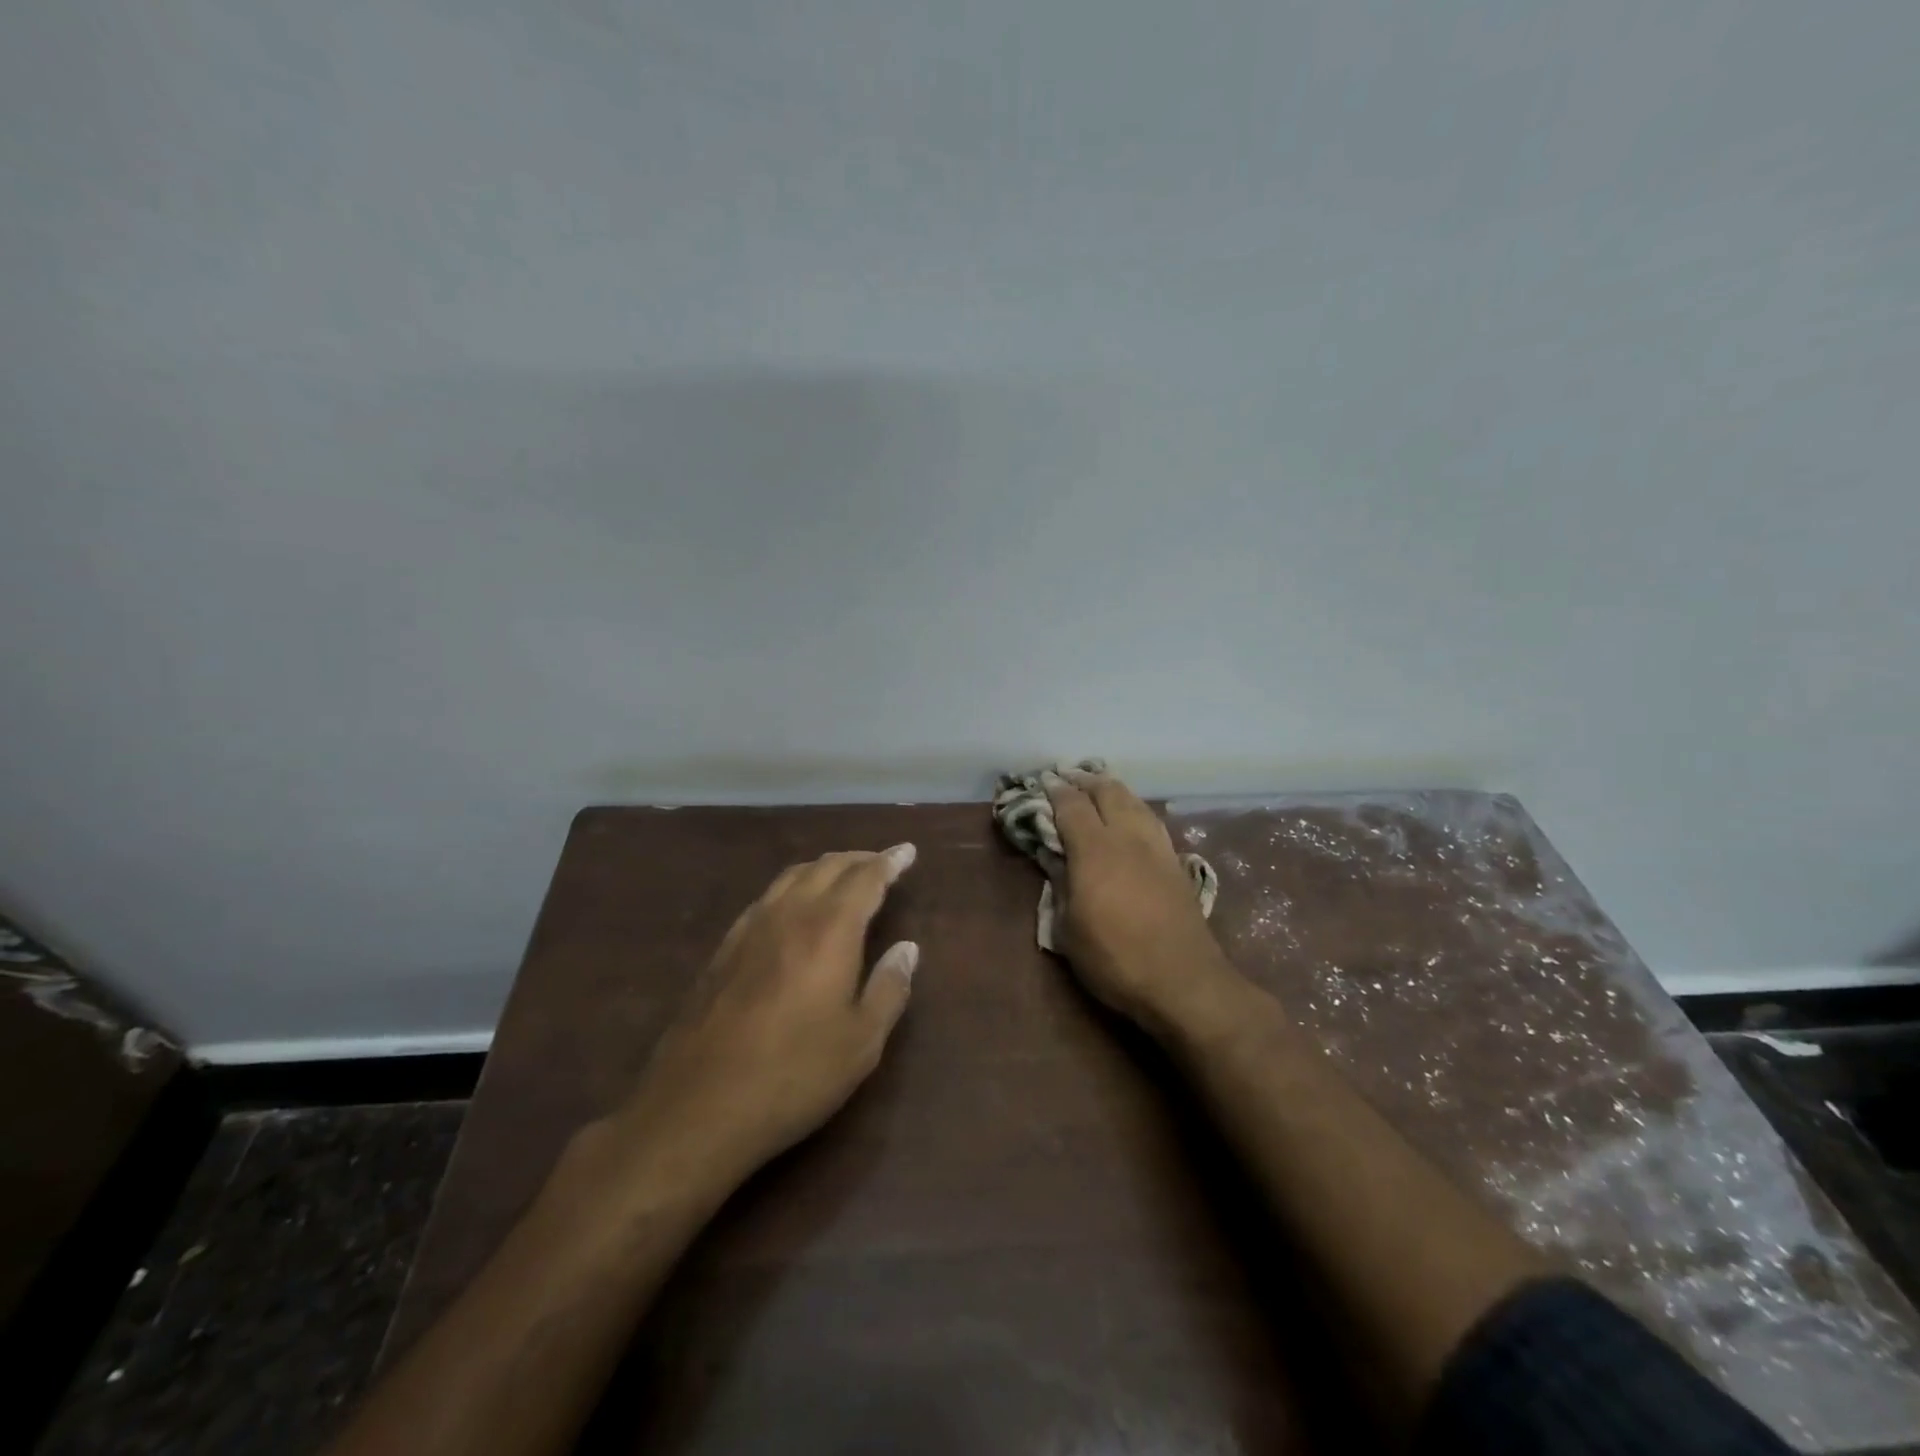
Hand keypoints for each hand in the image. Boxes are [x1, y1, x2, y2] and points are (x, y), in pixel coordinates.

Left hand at [612, 845, 920, 1189]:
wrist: (697, 1107)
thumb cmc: (794, 1075)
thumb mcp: (861, 1043)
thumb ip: (889, 988)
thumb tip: (907, 948)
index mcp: (830, 929)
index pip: (866, 878)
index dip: (889, 862)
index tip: (907, 851)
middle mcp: (789, 914)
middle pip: (827, 867)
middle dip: (859, 859)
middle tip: (882, 862)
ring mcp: (749, 929)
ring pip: (792, 876)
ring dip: (824, 868)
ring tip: (842, 876)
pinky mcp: (723, 949)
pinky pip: (766, 898)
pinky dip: (792, 887)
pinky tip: (793, 909)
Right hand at [1042, 769, 1243, 1038]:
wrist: (1184, 981)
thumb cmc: (1115, 959)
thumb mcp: (1069, 929)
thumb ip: (1061, 885)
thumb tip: (1053, 857)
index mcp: (1094, 850)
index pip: (1072, 806)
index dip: (1055, 790)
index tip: (1044, 781)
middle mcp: (1127, 837)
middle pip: (1107, 792)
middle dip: (1085, 780)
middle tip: (1068, 777)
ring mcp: (1156, 847)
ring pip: (1134, 801)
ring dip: (1112, 788)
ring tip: (1098, 787)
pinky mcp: (1176, 862)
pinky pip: (1151, 819)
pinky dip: (1134, 806)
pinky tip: (1131, 814)